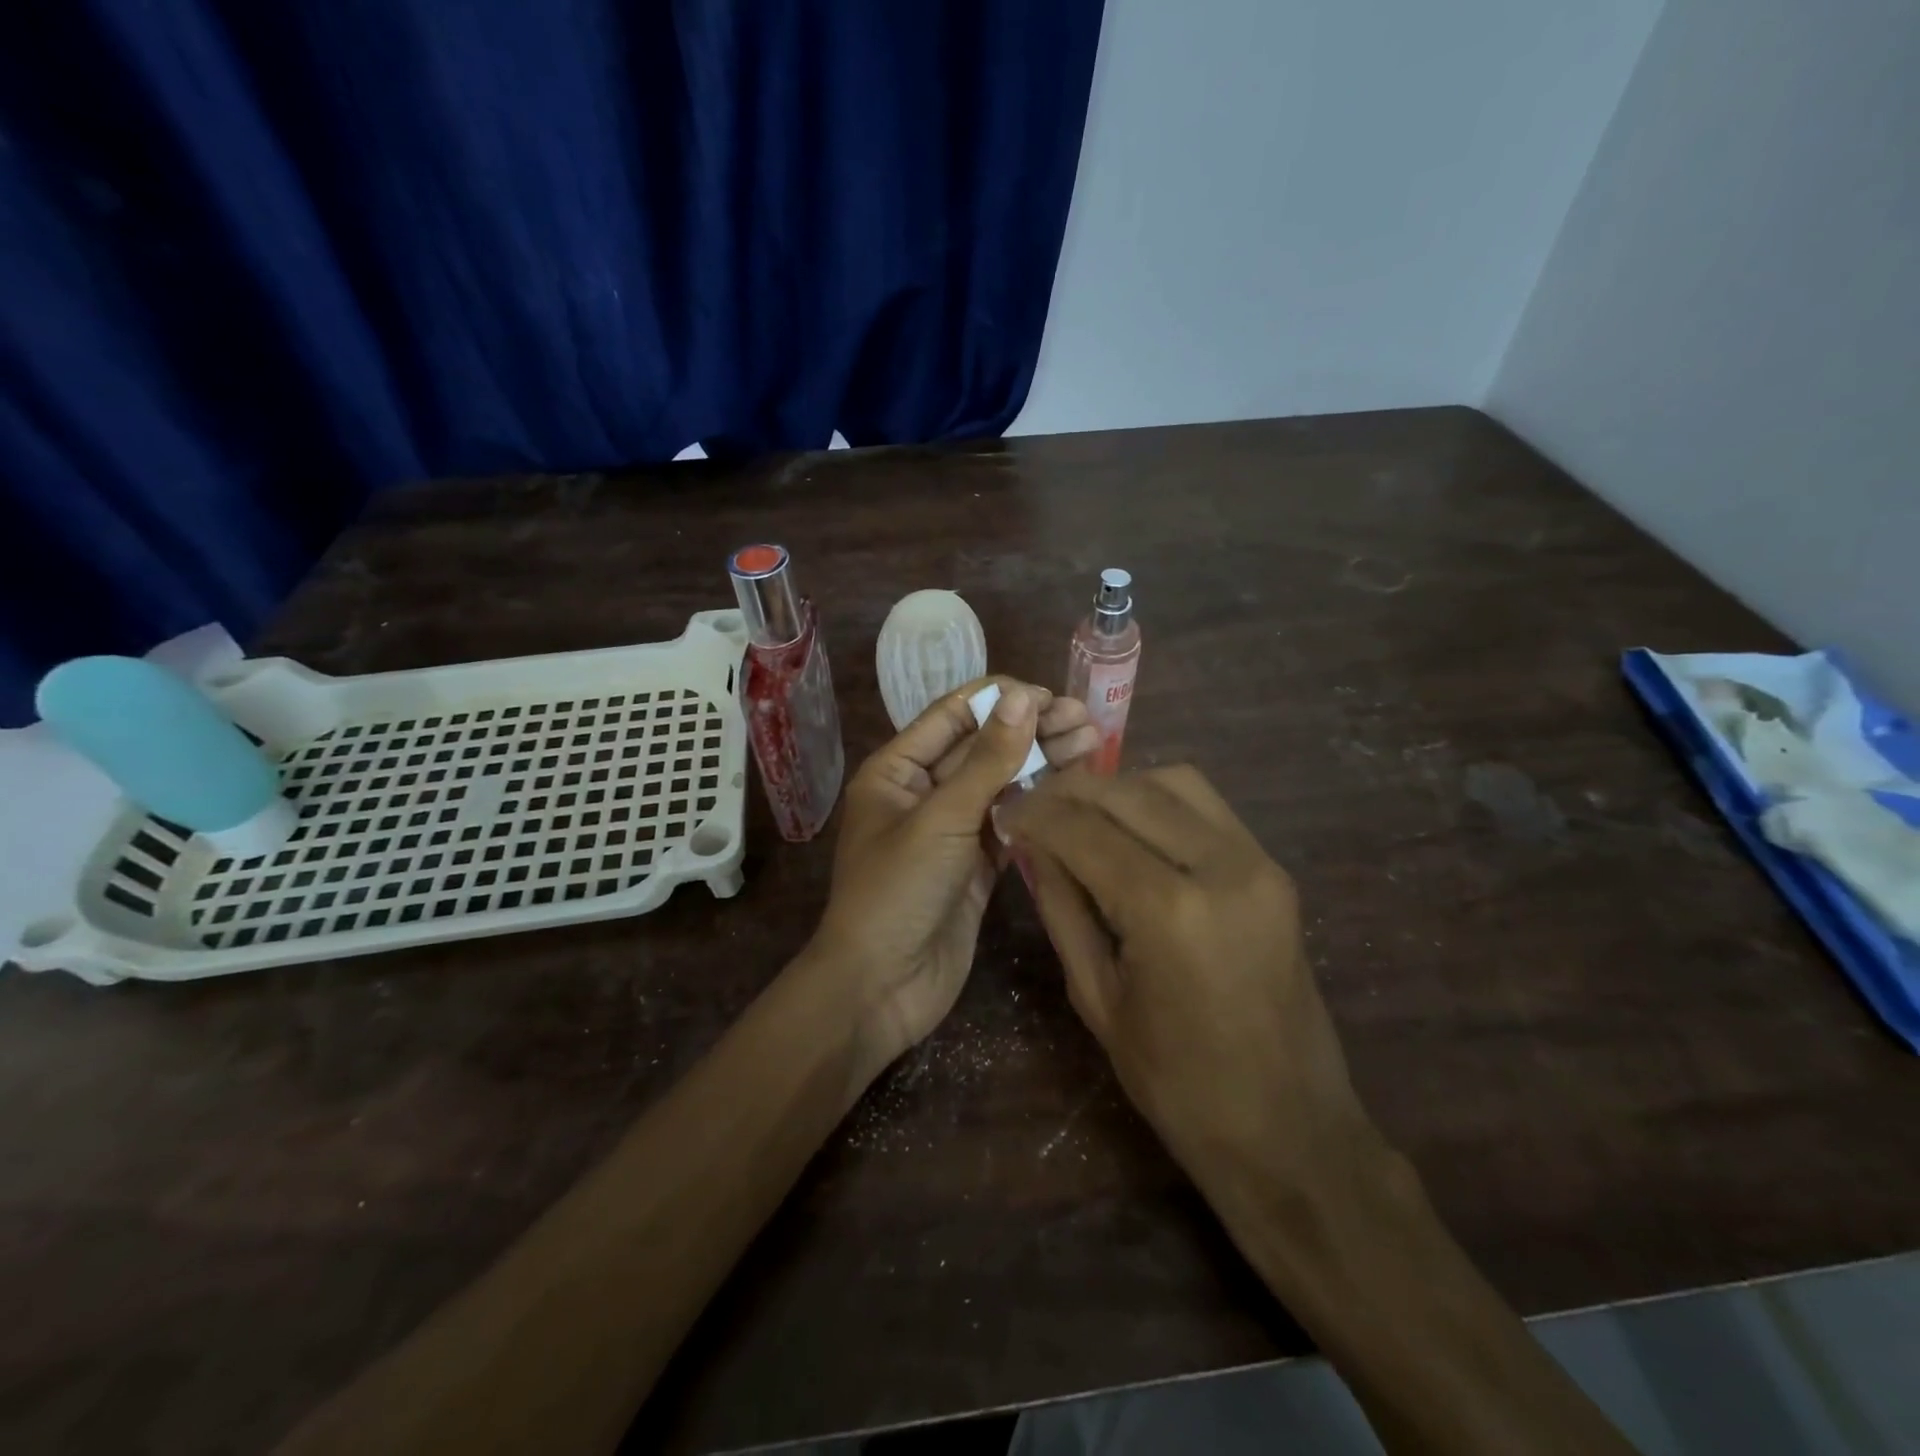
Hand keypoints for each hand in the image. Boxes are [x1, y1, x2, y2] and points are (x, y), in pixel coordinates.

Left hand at [809, 679, 1098, 1080]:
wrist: (880, 987)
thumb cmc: (897, 892)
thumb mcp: (941, 819)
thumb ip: (986, 760)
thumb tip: (1022, 697)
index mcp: (896, 770)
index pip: (952, 716)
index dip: (1000, 700)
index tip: (1051, 696)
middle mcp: (922, 792)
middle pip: (981, 748)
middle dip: (1031, 730)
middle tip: (1086, 720)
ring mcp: (950, 830)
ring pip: (1000, 784)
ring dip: (1042, 763)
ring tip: (1093, 743)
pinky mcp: (974, 865)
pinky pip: (1009, 822)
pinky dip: (1038, 804)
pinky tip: (1074, 788)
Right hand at [1002, 765, 1377, 1215]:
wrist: (1291, 1130)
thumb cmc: (1178, 1085)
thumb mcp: (1097, 998)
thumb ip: (1062, 908)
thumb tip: (1032, 845)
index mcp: (1170, 912)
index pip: (1084, 832)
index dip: (1035, 814)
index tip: (1003, 810)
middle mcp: (1221, 867)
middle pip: (1128, 792)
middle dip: (1069, 790)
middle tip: (1032, 804)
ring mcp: (1258, 863)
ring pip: (1173, 782)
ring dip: (1117, 787)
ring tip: (1079, 812)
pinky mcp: (1274, 869)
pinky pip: (1208, 806)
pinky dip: (1159, 800)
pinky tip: (1129, 826)